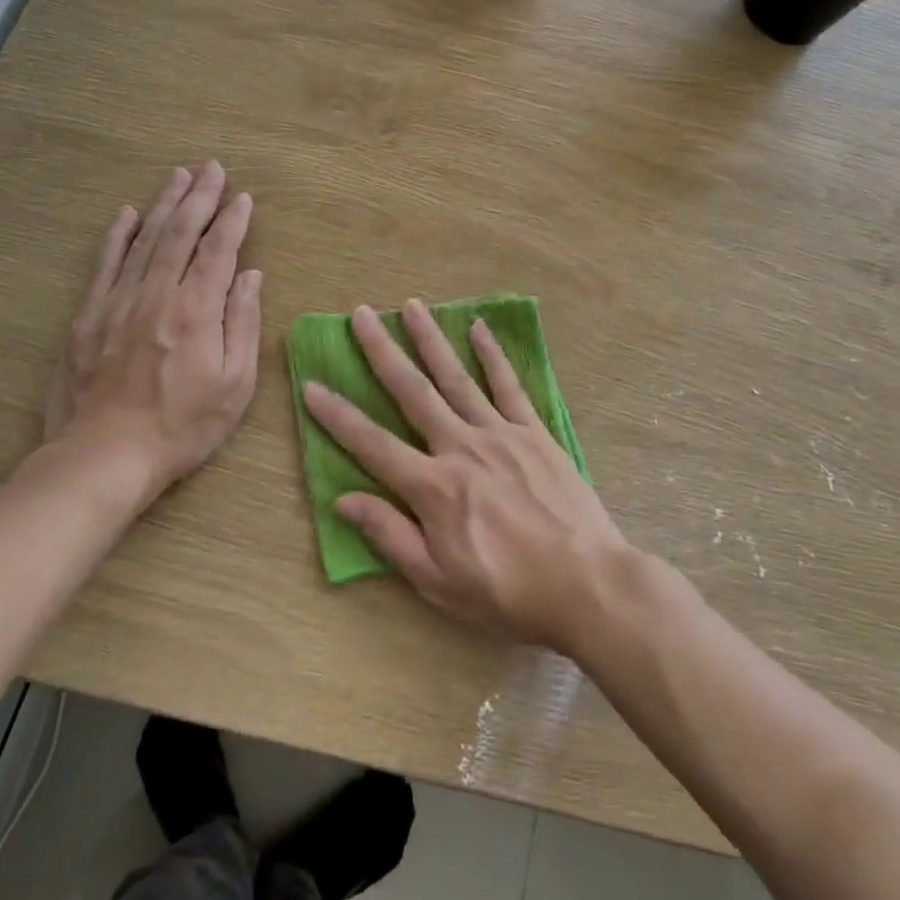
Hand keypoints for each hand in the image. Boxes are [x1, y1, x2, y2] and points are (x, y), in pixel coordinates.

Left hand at [41, 161, 261, 503]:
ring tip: (179, 176)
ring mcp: (118, 301)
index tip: (243, 196)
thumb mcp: (234, 385)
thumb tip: (250, 276)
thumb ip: (242, 324)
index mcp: (196, 310)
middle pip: (181, 233)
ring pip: (145, 240)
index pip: (219, 251)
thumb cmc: (181, 426)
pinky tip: (127, 214)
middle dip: (199, 197)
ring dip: (164, 204)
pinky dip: (117, 236)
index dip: (232, 220)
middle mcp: (157, 294)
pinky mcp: (88, 316)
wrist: (103, 457)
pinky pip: (105, 264)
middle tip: (211, 167)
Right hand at [303, 300, 631, 650]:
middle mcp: (460, 447)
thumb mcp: (438, 582)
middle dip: (382, 351)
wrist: (587, 583)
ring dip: (430, 339)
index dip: (338, 416)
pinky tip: (478, 328)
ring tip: (411, 305)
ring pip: (456, 377)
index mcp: (433, 487)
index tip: (312, 385)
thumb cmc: (507, 593)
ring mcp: (500, 433)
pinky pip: (508, 385)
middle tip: (361, 315)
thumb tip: (344, 501)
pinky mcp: (534, 432)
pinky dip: (492, 354)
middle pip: (412, 391)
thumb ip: (390, 536)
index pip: (372, 444)